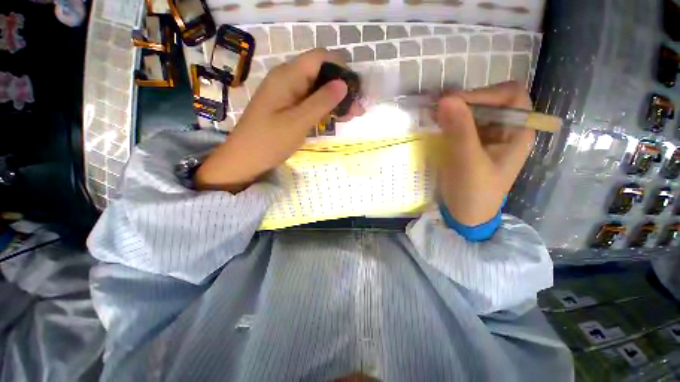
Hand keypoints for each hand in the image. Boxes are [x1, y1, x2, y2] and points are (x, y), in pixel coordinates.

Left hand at [195, 49, 364, 192]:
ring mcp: (287, 94)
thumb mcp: (298, 122)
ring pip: (317, 89)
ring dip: (335, 100)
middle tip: (357, 109)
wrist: (245, 159)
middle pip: (320, 73)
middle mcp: (288, 79)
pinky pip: (310, 101)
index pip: (320, 58)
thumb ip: (321, 101)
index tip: (356, 88)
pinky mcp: (288, 107)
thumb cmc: (269, 141)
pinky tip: (336, 118)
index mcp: (288, 76)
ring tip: (351, 115)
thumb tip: (344, 83)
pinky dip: (325, 108)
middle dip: (341, 88)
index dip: (341, 68)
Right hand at [435, 81, 534, 225]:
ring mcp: (486, 137)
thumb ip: (460, 129)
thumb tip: (446, 98)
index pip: (510, 96)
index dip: (485, 93)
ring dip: (453, 111)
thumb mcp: (468, 161)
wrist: (466, 214)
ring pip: (473, 112)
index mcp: (517, 132)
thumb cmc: (474, 192)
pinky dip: (448, 121)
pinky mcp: (471, 144)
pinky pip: (461, 125)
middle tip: (438, 108)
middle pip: (490, 101)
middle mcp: (505, 130)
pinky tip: (435, 124)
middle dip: (465, 101)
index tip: (455, 103)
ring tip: (433, 115)